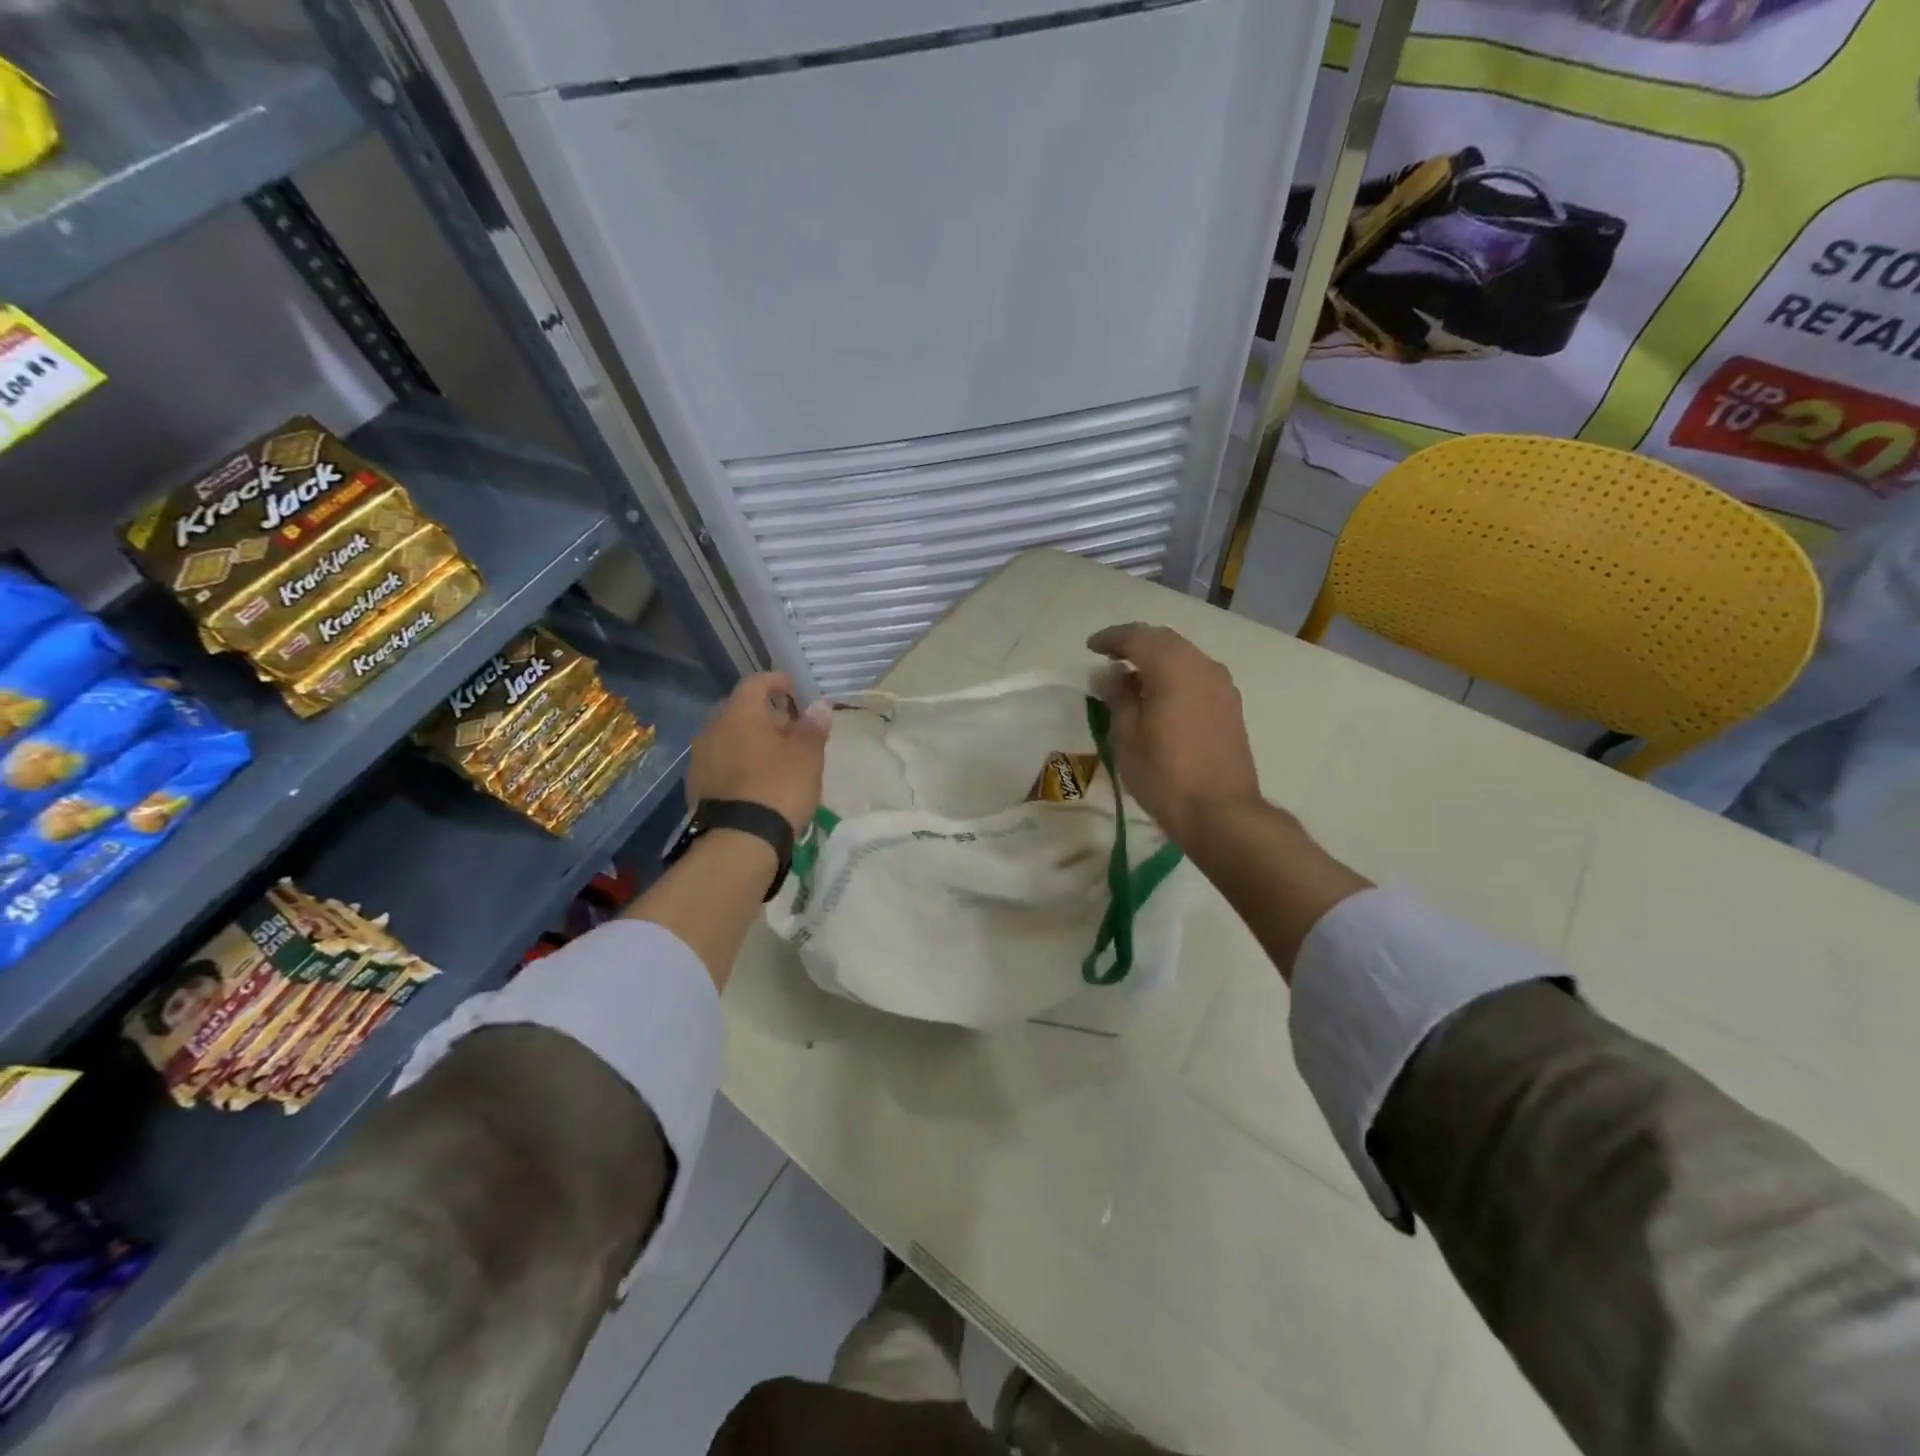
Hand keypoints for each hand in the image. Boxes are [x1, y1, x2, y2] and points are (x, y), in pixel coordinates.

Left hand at [686, 672, 830, 833]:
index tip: (793, 687)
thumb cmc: (779, 787)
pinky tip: (756, 780)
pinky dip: (739, 762)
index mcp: (739, 714)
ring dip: (751, 741)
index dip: (776, 681)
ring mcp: (700, 758)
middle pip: (741, 711)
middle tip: (791, 730)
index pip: (756, 683)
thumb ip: (813, 727)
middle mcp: (712, 729)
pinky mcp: (696, 786)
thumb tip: (820, 706)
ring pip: (729, 738)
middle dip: (766, 716)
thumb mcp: (807, 756)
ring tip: (776, 758)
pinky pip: (721, 762)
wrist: (739, 840)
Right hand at [1087, 623, 1260, 847]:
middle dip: (1135, 643)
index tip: (1091, 648)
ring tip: (1132, 678)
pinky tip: (1159, 696)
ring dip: (1156, 659)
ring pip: (1184, 656)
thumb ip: (1118, 697)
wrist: (1221, 813)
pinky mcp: (1230, 707)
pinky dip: (1174, 674)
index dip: (1112, 638)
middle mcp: (1203, 667)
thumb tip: (1110, 674)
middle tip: (1109, 657)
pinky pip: (1197, 675)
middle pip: (1165, 640)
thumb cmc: (1165, 776)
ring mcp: (1222, 686)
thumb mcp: (1127, 737)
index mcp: (1174, 669)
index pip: (1138, 637)